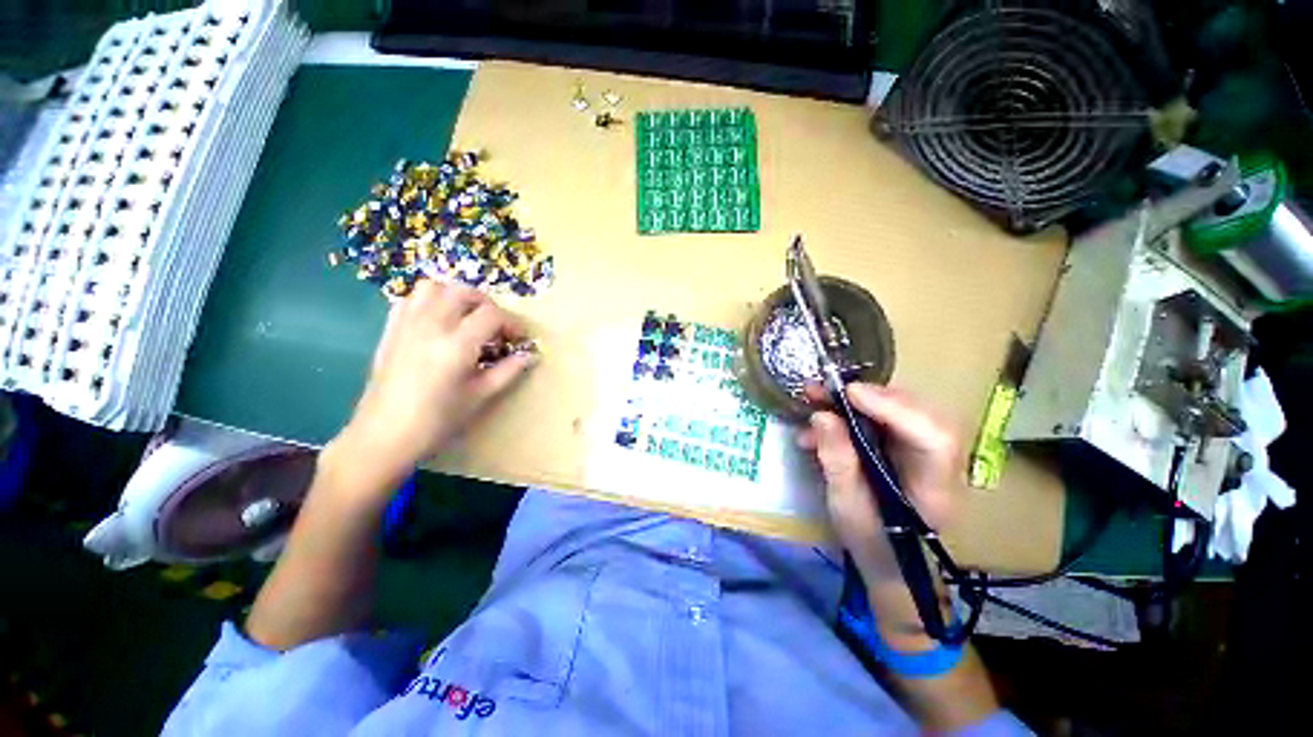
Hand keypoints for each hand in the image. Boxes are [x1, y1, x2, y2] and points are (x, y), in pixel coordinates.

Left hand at [329, 281, 535, 491]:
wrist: (383, 436)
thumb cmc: (436, 421)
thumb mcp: (479, 397)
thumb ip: (507, 371)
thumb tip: (530, 356)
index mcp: (456, 345)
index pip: (492, 315)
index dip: (512, 323)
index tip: (520, 338)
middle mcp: (431, 326)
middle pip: (463, 292)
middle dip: (487, 304)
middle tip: (496, 326)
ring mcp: (406, 325)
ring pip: (433, 287)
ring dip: (456, 296)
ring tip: (467, 318)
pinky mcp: (390, 330)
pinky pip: (410, 299)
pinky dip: (429, 301)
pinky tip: (438, 322)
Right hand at [799, 383, 961, 582]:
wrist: (889, 563)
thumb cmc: (871, 542)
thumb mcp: (846, 505)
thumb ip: (837, 460)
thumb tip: (821, 415)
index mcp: (934, 487)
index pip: (932, 438)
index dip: (895, 409)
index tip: (850, 393)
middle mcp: (937, 462)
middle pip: (919, 414)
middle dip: (872, 396)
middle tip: (827, 390)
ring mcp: (922, 452)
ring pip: (900, 410)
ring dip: (856, 401)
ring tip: (816, 398)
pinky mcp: (905, 447)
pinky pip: (882, 419)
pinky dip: (850, 413)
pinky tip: (820, 421)